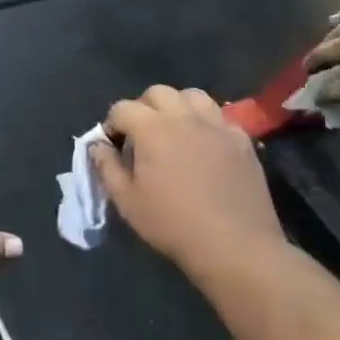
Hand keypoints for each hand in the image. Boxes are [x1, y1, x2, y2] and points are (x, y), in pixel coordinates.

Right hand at [91, 86, 284, 279]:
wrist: (235, 246)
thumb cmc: (173, 224)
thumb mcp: (127, 201)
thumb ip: (106, 167)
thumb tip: (97, 145)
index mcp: (152, 128)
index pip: (122, 108)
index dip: (112, 124)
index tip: (113, 146)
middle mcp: (184, 116)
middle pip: (157, 93)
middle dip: (143, 107)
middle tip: (142, 136)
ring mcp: (217, 125)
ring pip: (192, 96)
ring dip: (178, 107)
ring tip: (175, 132)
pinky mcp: (242, 139)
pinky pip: (220, 117)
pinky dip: (207, 124)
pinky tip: (206, 146)